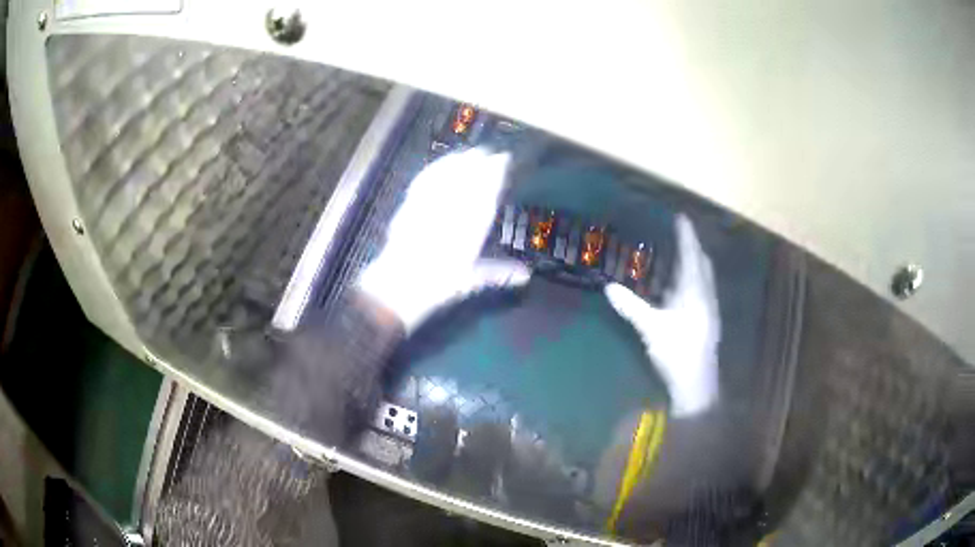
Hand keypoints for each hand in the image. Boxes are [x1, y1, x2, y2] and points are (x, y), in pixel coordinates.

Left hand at [358, 149, 530, 331]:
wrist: (399, 286)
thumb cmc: (436, 286)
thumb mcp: (469, 280)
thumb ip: (498, 273)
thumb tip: (525, 276)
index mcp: (470, 229)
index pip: (486, 195)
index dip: (495, 175)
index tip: (503, 161)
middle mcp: (451, 213)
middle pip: (467, 181)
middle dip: (479, 164)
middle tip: (490, 152)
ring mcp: (428, 207)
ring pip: (446, 178)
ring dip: (459, 162)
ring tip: (470, 153)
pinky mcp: (410, 205)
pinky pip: (425, 181)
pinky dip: (435, 169)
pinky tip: (441, 163)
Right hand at [604, 214, 720, 416]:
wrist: (697, 382)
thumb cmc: (676, 351)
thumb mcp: (651, 328)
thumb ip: (631, 307)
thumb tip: (609, 287)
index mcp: (694, 291)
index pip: (691, 255)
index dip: (687, 236)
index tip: (682, 217)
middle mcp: (706, 295)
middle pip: (703, 264)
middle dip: (694, 248)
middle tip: (682, 236)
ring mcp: (709, 309)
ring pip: (705, 279)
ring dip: (696, 265)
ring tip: (682, 258)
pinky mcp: (708, 322)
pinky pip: (703, 291)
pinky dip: (695, 281)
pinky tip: (683, 292)